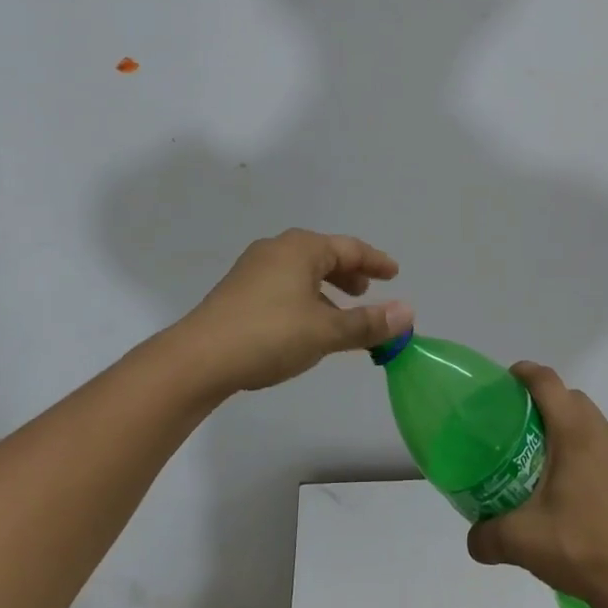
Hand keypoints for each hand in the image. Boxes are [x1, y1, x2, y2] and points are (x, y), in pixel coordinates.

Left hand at [167, 230, 411, 396]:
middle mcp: (277, 249)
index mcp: (301, 248)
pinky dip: (305, 298)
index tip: (394, 273)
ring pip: (302, 272)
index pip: (349, 248)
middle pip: (324, 255)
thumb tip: (408, 312)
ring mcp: (253, 269)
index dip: (375, 261)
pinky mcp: (238, 291)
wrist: (198, 359)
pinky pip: (284, 285)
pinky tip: (306, 326)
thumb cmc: (269, 335)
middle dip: (349, 274)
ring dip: (326, 290)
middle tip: (368, 292)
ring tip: (340, 314)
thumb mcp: (326, 331)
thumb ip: (368, 322)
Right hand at [467, 363, 607, 607]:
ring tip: (546, 460)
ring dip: (569, 429)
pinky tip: (578, 491)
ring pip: (592, 424)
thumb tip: (471, 538)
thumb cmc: (584, 550)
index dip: (524, 373)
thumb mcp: (524, 542)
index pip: (547, 382)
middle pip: (571, 399)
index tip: (505, 381)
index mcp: (576, 432)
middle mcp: (605, 433)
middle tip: (518, 427)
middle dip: (544, 402)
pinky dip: (589, 453)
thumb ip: (488, 535)